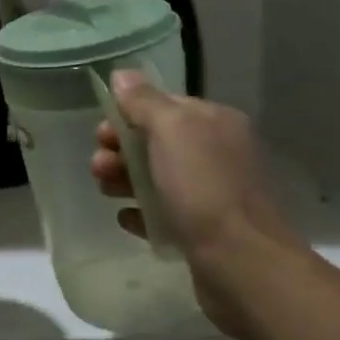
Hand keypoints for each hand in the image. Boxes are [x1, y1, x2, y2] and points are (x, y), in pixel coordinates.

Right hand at [91, 72, 300, 339]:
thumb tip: (122, 75)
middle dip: (121, 149)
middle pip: (156, 142)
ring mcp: (211, 194)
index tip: (101, 132)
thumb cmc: (203, 188)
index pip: (163, 105)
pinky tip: (126, 218)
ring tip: (105, 191)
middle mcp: (217, 153)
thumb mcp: (171, 130)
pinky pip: (162, 213)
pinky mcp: (202, 231)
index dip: (128, 114)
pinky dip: (141, 212)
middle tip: (98, 166)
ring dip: (124, 179)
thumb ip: (144, 101)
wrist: (241, 264)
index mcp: (214, 122)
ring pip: (156, 177)